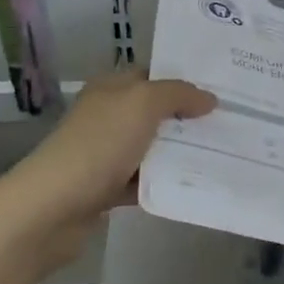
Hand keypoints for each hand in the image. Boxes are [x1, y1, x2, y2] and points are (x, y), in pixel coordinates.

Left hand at [17, 69, 216, 225]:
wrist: (52, 208)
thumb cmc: (98, 145)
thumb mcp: (143, 104)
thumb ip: (179, 94)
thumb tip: (209, 99)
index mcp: (111, 88)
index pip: (153, 75)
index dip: (185, 79)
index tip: (223, 89)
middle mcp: (107, 116)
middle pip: (156, 112)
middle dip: (190, 117)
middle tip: (231, 121)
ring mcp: (106, 153)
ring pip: (153, 147)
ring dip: (181, 152)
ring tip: (224, 153)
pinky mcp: (107, 188)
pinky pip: (145, 180)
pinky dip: (165, 182)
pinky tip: (194, 184)